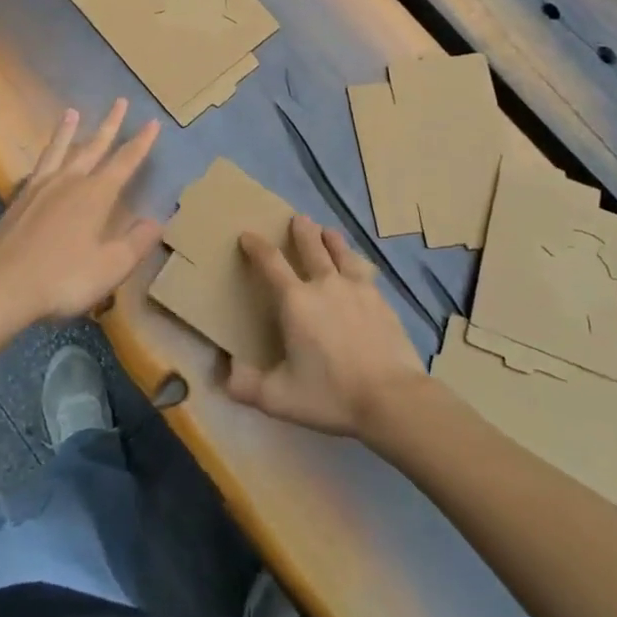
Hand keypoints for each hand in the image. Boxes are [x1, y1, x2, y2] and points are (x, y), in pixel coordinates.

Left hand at [0, 100, 162, 326]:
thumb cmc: (63, 278)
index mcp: (96, 195)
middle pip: (94, 147)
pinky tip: (45, 160)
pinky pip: (39, 166)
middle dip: (110, 124)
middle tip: (120, 101)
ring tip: (72, 111)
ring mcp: (41, 188)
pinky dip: (46, 155)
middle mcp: (70, 182)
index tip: (152, 122)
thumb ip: (137, 242)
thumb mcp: (111, 266)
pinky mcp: (19, 200)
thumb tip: (158, 221)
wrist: (2, 287)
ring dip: (69, 131)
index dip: (141, 143)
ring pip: (60, 150)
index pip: (125, 162)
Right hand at [224, 215, 427, 438]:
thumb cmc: (330, 394)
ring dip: (332, 240)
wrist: (392, 398)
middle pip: (312, 247)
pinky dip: (356, 264)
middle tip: (298, 218)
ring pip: (342, 254)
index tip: (247, 235)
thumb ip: (246, 385)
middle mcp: (325, 285)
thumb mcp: (278, 398)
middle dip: (302, 231)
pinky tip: (359, 269)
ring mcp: (357, 290)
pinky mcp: (381, 301)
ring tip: (328, 230)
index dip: (256, 246)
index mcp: (295, 301)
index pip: (270, 263)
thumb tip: (224, 372)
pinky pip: (364, 273)